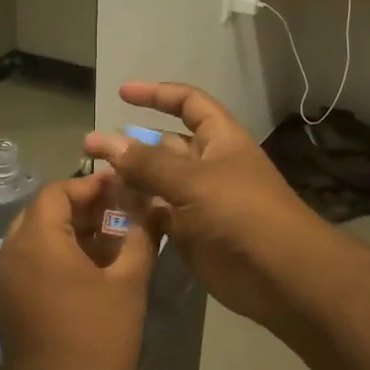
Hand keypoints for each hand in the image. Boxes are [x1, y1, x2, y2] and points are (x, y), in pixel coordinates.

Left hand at [0, 174, 156, 369]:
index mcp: (37, 241)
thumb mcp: (127, 283)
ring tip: (112, 238)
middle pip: (43, 212)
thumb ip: (141, 237)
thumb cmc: (99, 338)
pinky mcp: (10, 303)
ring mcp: (7, 280)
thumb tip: (155, 207)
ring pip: (36, 238)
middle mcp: (12, 253)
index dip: (90, 185)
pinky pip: (32, 263)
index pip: (57, 192)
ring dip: (70, 231)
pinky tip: (93, 268)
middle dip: (81, 207)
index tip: (121, 187)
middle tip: (119, 211)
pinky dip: (58, 255)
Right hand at [84, 81, 325, 328]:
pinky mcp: (190, 234)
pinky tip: (108, 213)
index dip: (157, 94)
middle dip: (132, 145)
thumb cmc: (242, 214)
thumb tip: (105, 140)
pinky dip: (136, 213)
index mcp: (220, 140)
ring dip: (129, 181)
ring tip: (93, 182)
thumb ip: (147, 163)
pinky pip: (157, 215)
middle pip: (165, 146)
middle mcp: (209, 166)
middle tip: (90, 151)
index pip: (189, 103)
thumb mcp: (193, 181)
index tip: (121, 94)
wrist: (279, 276)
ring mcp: (199, 202)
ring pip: (157, 183)